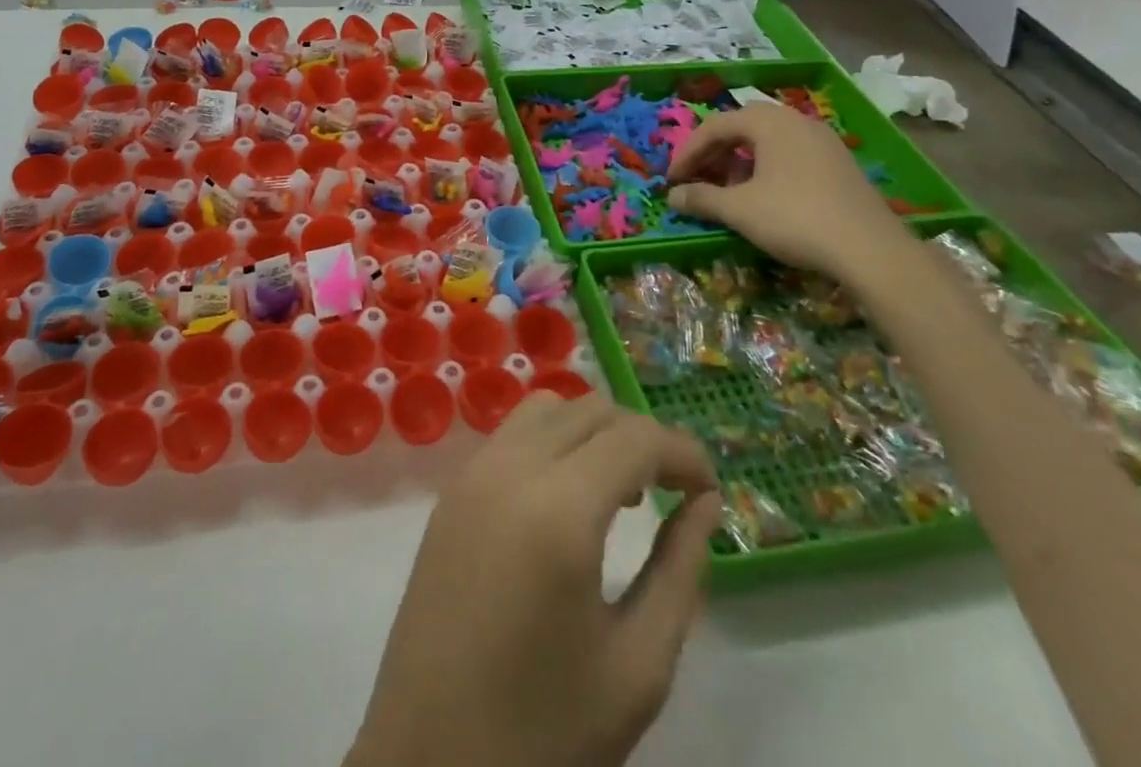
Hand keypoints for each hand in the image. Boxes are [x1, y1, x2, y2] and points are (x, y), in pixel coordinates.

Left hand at [347, 393, 719, 766]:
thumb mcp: (637, 665)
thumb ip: (680, 570)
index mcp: (558, 508)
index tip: (711, 488)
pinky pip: (512, 434)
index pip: (634, 437)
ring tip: (621, 493)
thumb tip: (705, 502)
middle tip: (673, 492)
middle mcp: (510, 468)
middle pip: (590, 409)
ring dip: (594, 431)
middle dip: (642, 438)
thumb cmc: (544, 731)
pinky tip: (568, 498)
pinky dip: (554, 441)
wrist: (429, 764)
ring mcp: (472, 472)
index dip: (682, 451)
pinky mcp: (451, 490)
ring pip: (547, 409)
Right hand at [666, 102, 913, 279]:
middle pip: (742, 127)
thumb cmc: (795, 218)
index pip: (715, 126)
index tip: (672, 180)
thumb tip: (672, 197)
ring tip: (726, 189)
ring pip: (768, 141)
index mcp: (770, 122)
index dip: (687, 152)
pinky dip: (766, 169)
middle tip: (696, 178)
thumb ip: (702, 199)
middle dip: (714, 152)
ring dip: (739, 161)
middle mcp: (797, 121)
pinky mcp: (839, 164)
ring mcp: (823, 141)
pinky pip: (790, 154)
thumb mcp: (739, 210)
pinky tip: (763, 197)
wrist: (872, 250)